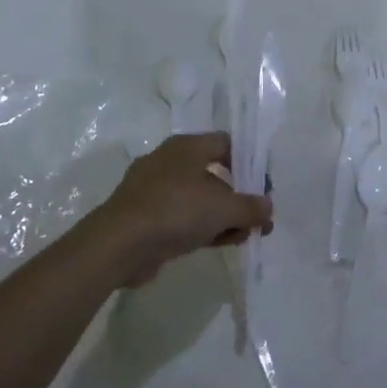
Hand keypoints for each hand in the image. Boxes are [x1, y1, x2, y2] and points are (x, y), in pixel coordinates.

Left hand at [82, 132, 272, 287]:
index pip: (225, 143)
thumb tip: (267, 207)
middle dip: (238, 196)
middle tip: (257, 218)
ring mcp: (154, 190)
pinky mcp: (145, 217)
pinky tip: (220, 243)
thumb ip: (251, 207)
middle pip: (213, 173)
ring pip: (198, 198)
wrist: (119, 244)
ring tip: (244, 236)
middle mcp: (169, 161)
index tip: (262, 187)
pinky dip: (202, 227)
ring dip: (223, 216)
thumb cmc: (175, 211)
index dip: (247, 162)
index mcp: (186, 146)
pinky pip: (182, 217)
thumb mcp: (223, 208)